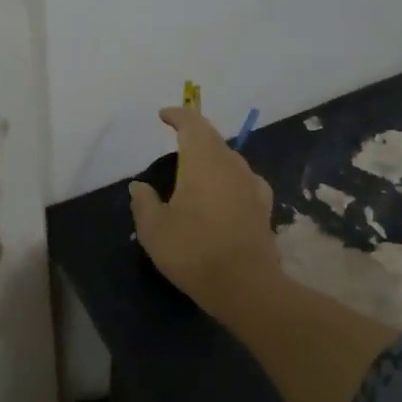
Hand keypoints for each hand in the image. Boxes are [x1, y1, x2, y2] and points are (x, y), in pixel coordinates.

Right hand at [129, 106, 281, 309]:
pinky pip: (243, 179)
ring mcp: (251, 185)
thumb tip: (139, 185)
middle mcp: (231, 165)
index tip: (164, 115)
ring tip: (196, 168)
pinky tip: (224, 191)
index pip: (192, 125)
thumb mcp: (154, 229)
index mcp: (203, 162)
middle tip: (177, 138)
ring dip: (212, 155)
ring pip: (230, 158)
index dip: (178, 115)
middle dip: (194, 133)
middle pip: (213, 138)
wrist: (245, 286)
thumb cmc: (193, 251)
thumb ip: (144, 202)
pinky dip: (229, 177)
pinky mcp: (263, 206)